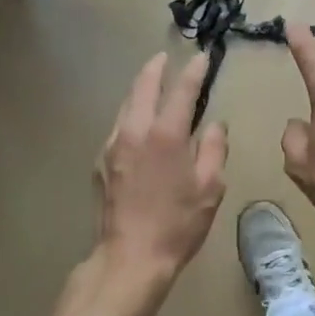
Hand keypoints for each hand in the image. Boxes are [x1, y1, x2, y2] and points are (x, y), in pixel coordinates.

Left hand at [93, 53, 228, 294]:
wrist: (129, 258)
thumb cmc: (177, 224)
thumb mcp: (210, 188)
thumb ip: (213, 149)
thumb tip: (214, 125)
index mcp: (166, 134)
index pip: (181, 90)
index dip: (194, 71)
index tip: (203, 57)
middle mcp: (135, 130)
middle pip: (144, 86)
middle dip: (156, 67)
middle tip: (166, 57)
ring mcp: (112, 144)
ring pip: (126, 103)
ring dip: (139, 88)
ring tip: (150, 81)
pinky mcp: (100, 161)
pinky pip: (117, 125)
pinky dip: (129, 113)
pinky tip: (136, 121)